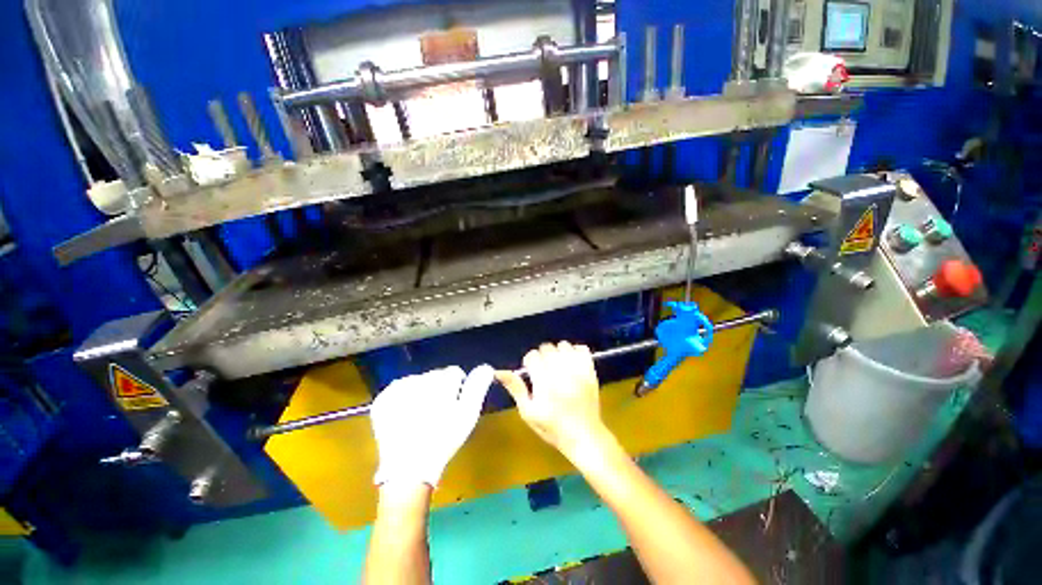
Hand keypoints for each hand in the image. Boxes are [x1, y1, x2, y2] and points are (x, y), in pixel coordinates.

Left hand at [370, 365, 493, 486]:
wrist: (408, 469)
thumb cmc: (444, 440)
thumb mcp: (468, 414)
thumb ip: (478, 386)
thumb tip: (486, 367)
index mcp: (441, 381)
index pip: (455, 372)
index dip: (457, 390)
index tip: (453, 407)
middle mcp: (419, 378)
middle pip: (436, 375)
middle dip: (440, 389)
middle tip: (438, 414)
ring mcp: (398, 388)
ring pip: (419, 381)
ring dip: (423, 393)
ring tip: (421, 416)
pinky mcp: (383, 399)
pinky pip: (400, 389)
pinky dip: (405, 398)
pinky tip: (406, 415)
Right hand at [496, 342, 613, 462]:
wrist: (584, 436)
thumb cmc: (552, 427)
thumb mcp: (528, 412)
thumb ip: (515, 388)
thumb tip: (498, 372)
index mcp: (544, 382)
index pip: (532, 356)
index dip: (529, 363)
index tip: (532, 373)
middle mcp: (561, 372)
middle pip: (547, 348)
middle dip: (542, 357)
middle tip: (545, 372)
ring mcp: (578, 370)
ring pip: (563, 345)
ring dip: (558, 353)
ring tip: (558, 367)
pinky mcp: (591, 370)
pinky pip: (582, 348)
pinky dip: (575, 351)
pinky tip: (571, 363)